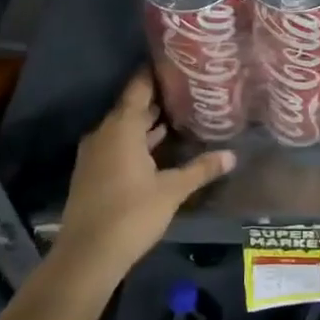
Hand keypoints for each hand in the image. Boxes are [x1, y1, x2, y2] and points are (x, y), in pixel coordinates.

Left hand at [55, 70, 234, 278]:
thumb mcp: (172, 190)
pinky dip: (136, 141)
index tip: (175, 64)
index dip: (154, 74)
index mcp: (122, 128)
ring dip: (146, 123)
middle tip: (185, 91)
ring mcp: (95, 154)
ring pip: (123, 129)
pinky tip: (157, 148)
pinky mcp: (92, 173)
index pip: (138, 88)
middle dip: (156, 99)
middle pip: (131, 108)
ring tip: (177, 115)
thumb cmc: (131, 214)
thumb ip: (200, 169)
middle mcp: (104, 134)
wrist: (87, 255)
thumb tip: (232, 155)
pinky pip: (116, 145)